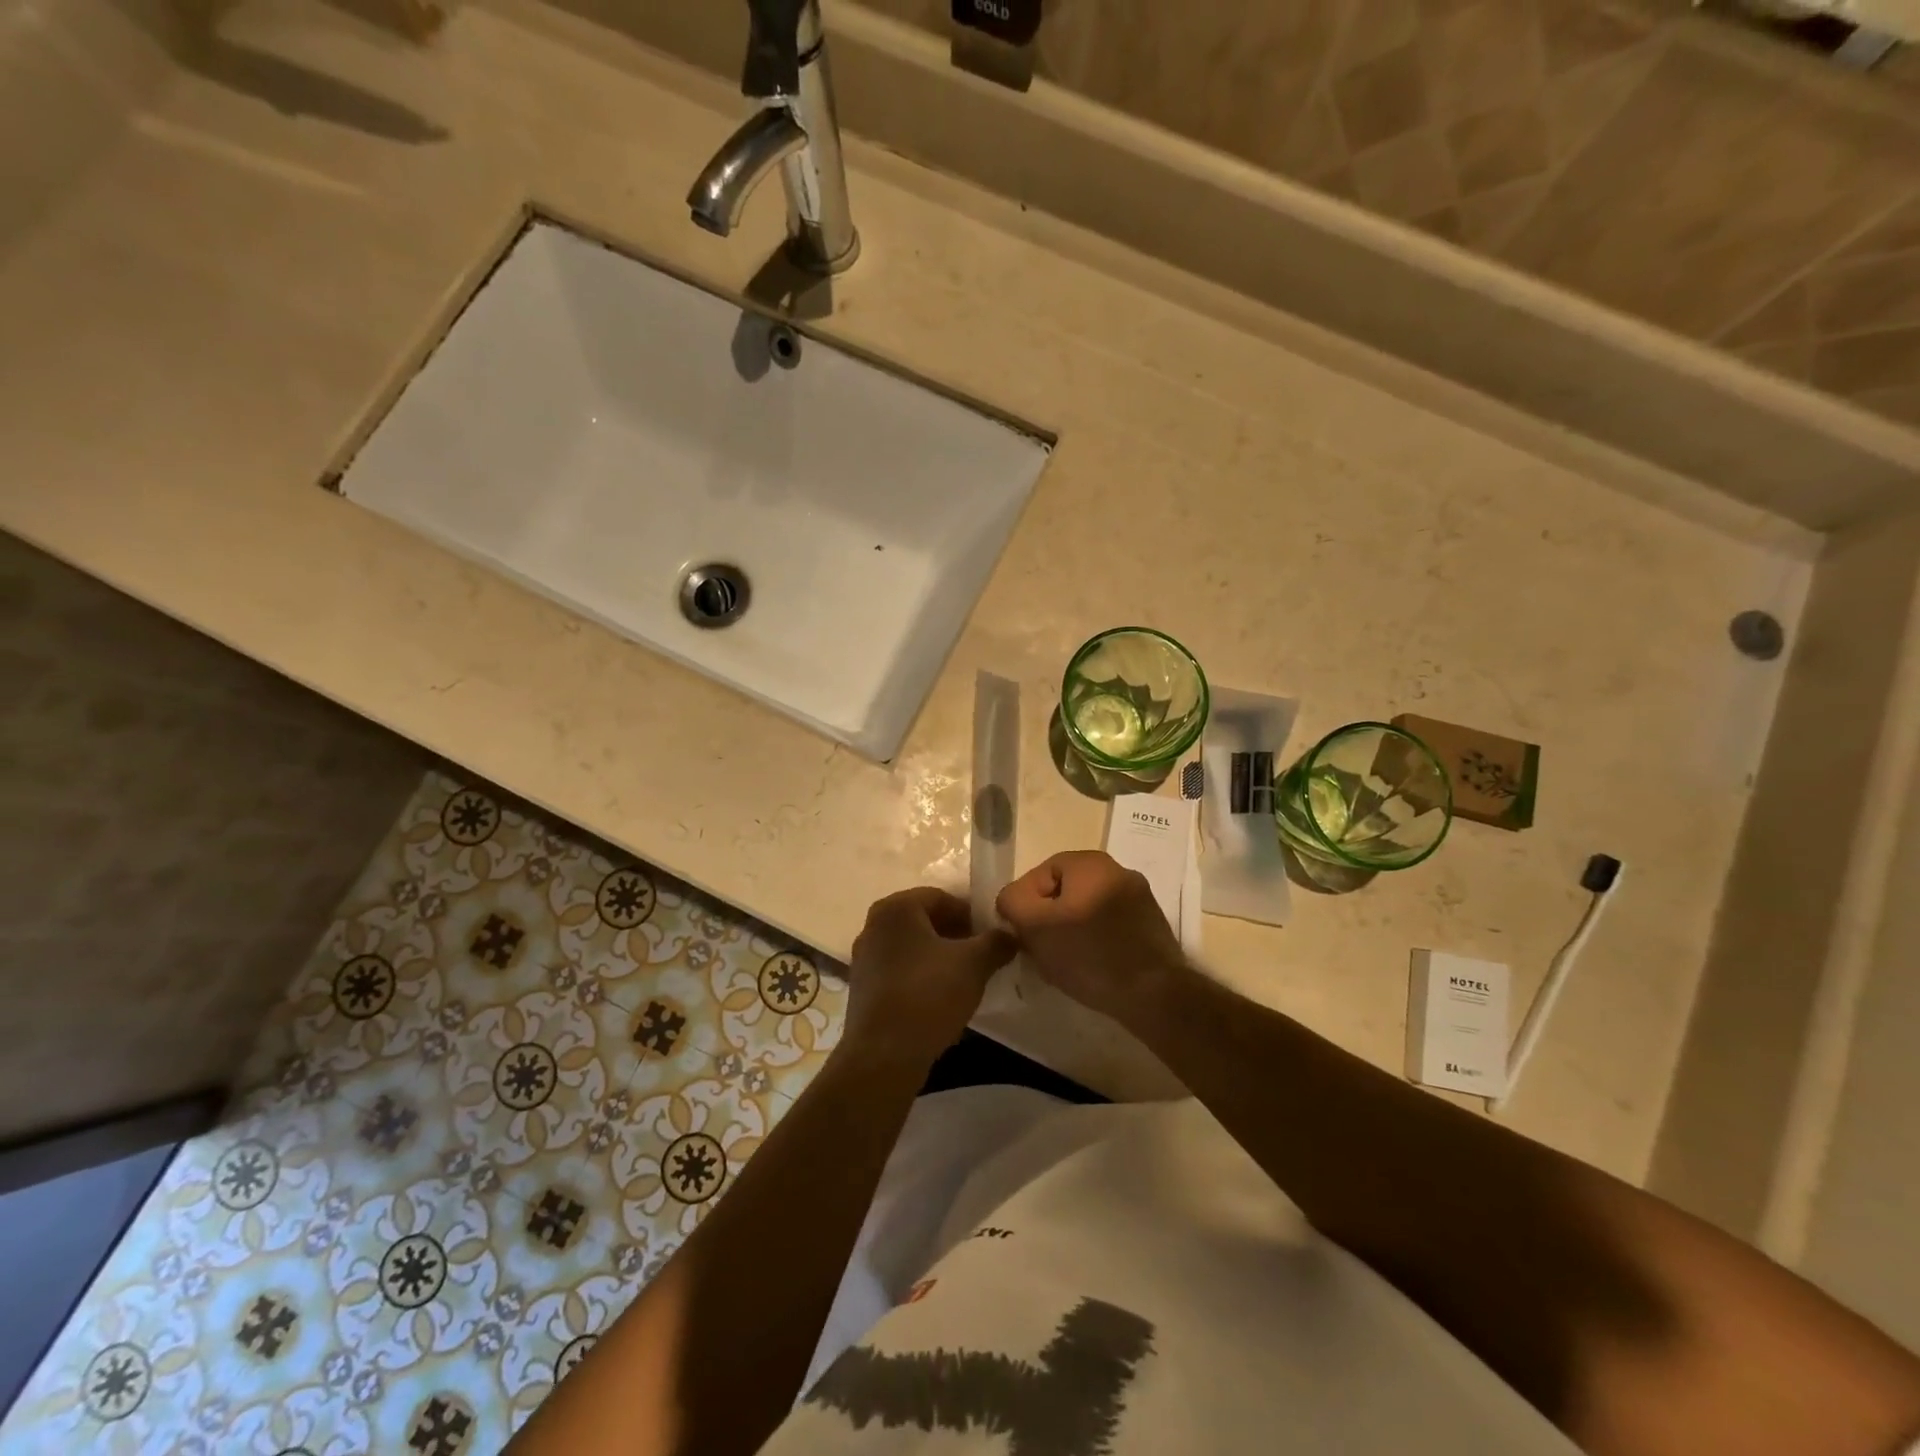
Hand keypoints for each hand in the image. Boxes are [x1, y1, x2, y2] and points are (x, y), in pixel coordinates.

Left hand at [841, 887, 1015, 1069]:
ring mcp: (864, 958)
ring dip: (940, 959)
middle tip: (982, 959)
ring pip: (913, 948)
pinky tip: (939, 1001)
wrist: (883, 1056)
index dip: (971, 916)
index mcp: (896, 908)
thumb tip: (1011, 934)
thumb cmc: (928, 995)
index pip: (942, 898)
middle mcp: (874, 925)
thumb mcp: (974, 964)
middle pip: (926, 921)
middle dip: (956, 937)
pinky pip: (900, 971)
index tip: (991, 939)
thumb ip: (997, 942)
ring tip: (964, 982)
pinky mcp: (862, 988)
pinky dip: (921, 978)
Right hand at [995, 850, 1185, 1022]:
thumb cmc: (1088, 954)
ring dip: (1070, 931)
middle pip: (1065, 891)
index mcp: (1091, 863)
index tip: (1021, 932)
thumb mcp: (1035, 925)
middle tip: (1038, 947)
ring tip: (1063, 961)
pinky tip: (1090, 967)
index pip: (1041, 873)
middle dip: (1047, 918)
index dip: (1024, 902)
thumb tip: (1012, 899)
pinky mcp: (1150, 927)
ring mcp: (1139, 899)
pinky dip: (1095, 942)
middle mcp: (1118, 871)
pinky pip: (1109, 926)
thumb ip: (1013, 902)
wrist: (1154, 995)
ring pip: (1087, 909)